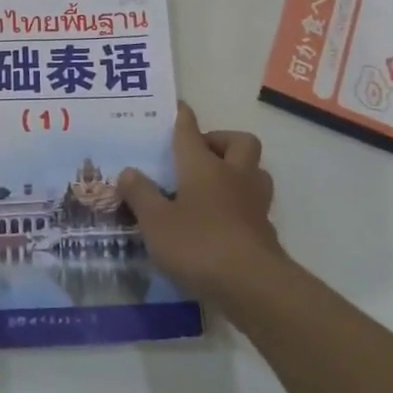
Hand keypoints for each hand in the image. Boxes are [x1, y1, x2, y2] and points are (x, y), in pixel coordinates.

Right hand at [117, 101, 282, 300]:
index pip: (190, 131)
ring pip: (255, 171)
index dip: (183, 117)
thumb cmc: (198, 244)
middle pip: (239, 142)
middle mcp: (233, 175)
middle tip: (200, 154)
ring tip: (216, 184)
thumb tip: (128, 171)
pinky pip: (255, 204)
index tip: (179, 107)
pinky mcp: (265, 229)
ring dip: (239, 170)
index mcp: (203, 166)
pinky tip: (224, 221)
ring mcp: (254, 202)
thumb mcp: (156, 222)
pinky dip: (241, 205)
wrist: (252, 285)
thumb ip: (141, 194)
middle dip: (221, 140)